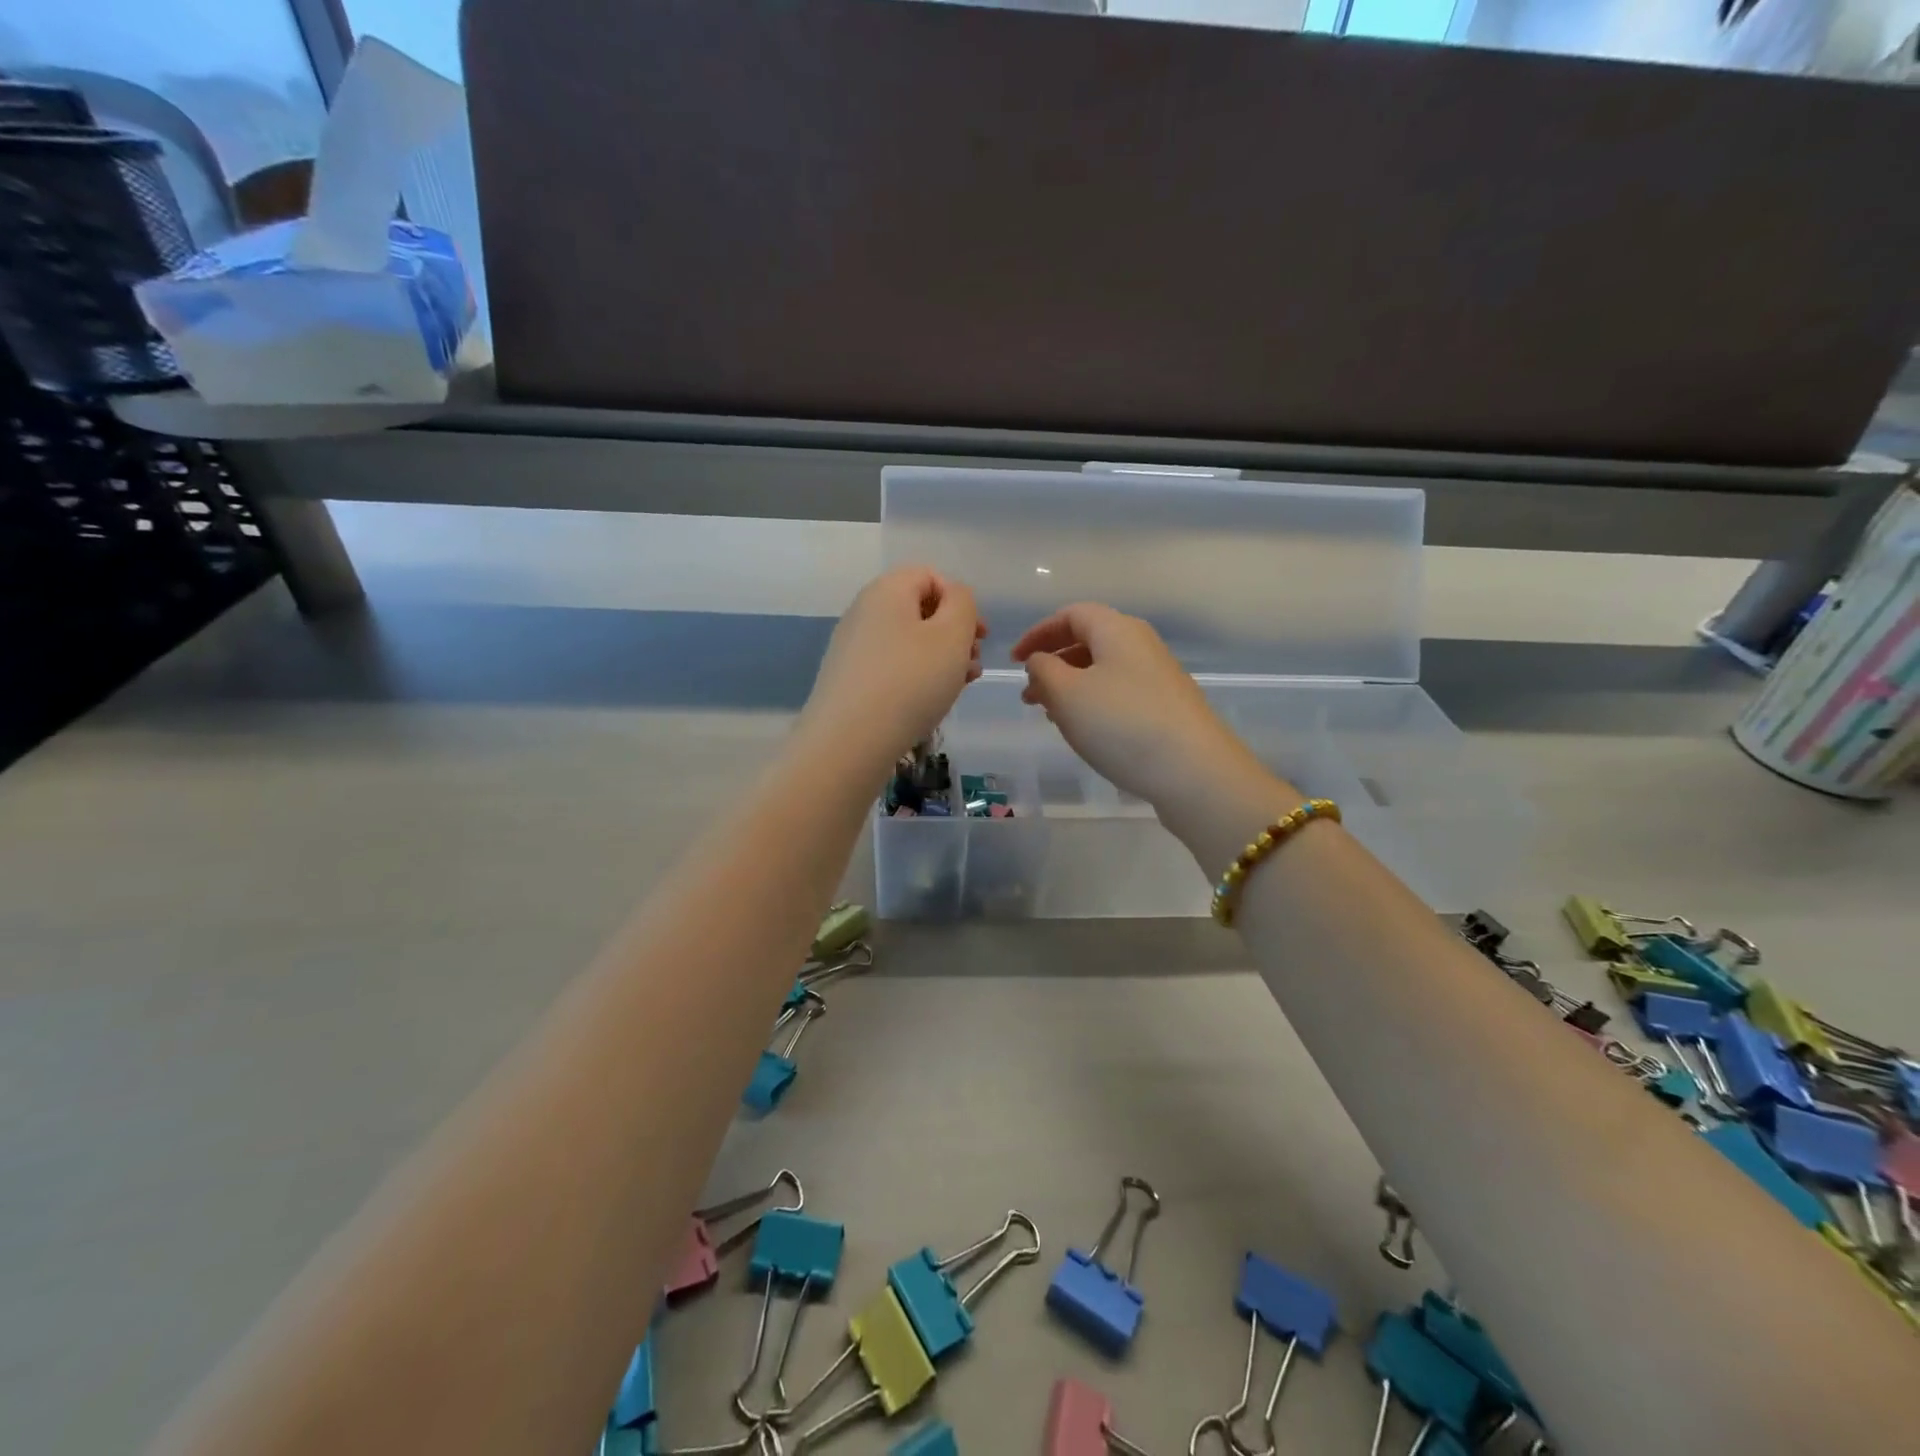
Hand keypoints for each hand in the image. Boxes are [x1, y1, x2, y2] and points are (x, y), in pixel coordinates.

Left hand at [798, 567, 984, 769]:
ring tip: (957, 688)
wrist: (849, 741)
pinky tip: (928, 703)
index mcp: (887, 590)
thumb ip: (963, 604)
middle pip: (919, 610)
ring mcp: (852, 647)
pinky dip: (915, 678)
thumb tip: (954, 598)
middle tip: (972, 665)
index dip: (961, 601)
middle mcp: (863, 611)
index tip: (979, 636)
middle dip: (953, 634)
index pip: (930, 576)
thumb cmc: (910, 682)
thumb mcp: (952, 635)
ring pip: (907, 642)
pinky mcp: (848, 679)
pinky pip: (891, 666)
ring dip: (939, 659)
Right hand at [1010, 603, 1285, 814]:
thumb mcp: (1066, 694)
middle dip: (1053, 664)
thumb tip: (1040, 661)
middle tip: (1029, 694)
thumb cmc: (1121, 724)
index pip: (1071, 615)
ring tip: (1051, 715)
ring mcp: (1159, 677)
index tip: (1014, 661)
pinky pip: (1120, 693)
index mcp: (1117, 629)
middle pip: (1089, 641)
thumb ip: (1043, 670)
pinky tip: (1086, 731)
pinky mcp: (1167, 707)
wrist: (1194, 771)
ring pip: (1104, 670)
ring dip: (1071, 687)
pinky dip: (1094, 703)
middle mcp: (1141, 645)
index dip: (1038, 634)